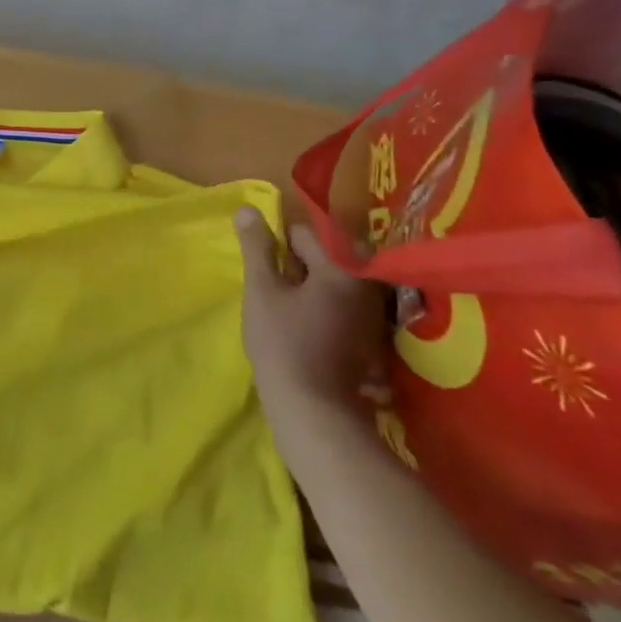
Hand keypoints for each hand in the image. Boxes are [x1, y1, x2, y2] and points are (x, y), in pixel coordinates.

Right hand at [235, 208, 386, 440]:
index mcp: (343, 267)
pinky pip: (342, 306)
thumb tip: (247, 208)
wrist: (314, 413)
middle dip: (295, 266)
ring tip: (286, 311)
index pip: (304, 233)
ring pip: (332, 282)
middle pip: (323, 257)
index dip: (276, 247)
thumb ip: (256, 246)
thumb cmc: (283, 344)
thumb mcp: (261, 289)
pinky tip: (304, 330)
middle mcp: (366, 286)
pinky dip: (322, 308)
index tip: (264, 271)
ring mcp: (372, 315)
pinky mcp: (369, 339)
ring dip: (309, 287)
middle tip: (274, 291)